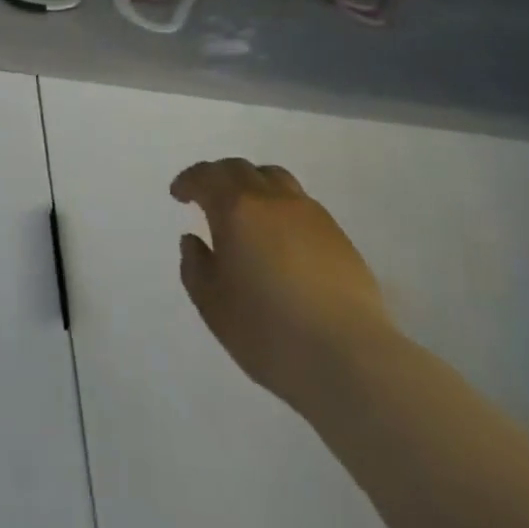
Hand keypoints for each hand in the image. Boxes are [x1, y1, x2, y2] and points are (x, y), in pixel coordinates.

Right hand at [172, 158, 394, 414]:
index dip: (189, 181)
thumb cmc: (270, 332)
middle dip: (218, 177)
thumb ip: (195, 267)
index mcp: (236, 208)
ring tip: (247, 210)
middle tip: (207, 197)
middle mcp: (271, 198)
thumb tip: (193, 240)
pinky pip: (299, 203)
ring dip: (252, 184)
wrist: (349, 358)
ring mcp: (308, 212)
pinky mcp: (337, 234)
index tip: (179, 194)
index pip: (206, 176)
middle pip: (240, 169)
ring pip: (274, 178)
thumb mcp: (214, 306)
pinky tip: (281, 237)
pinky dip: (280, 207)